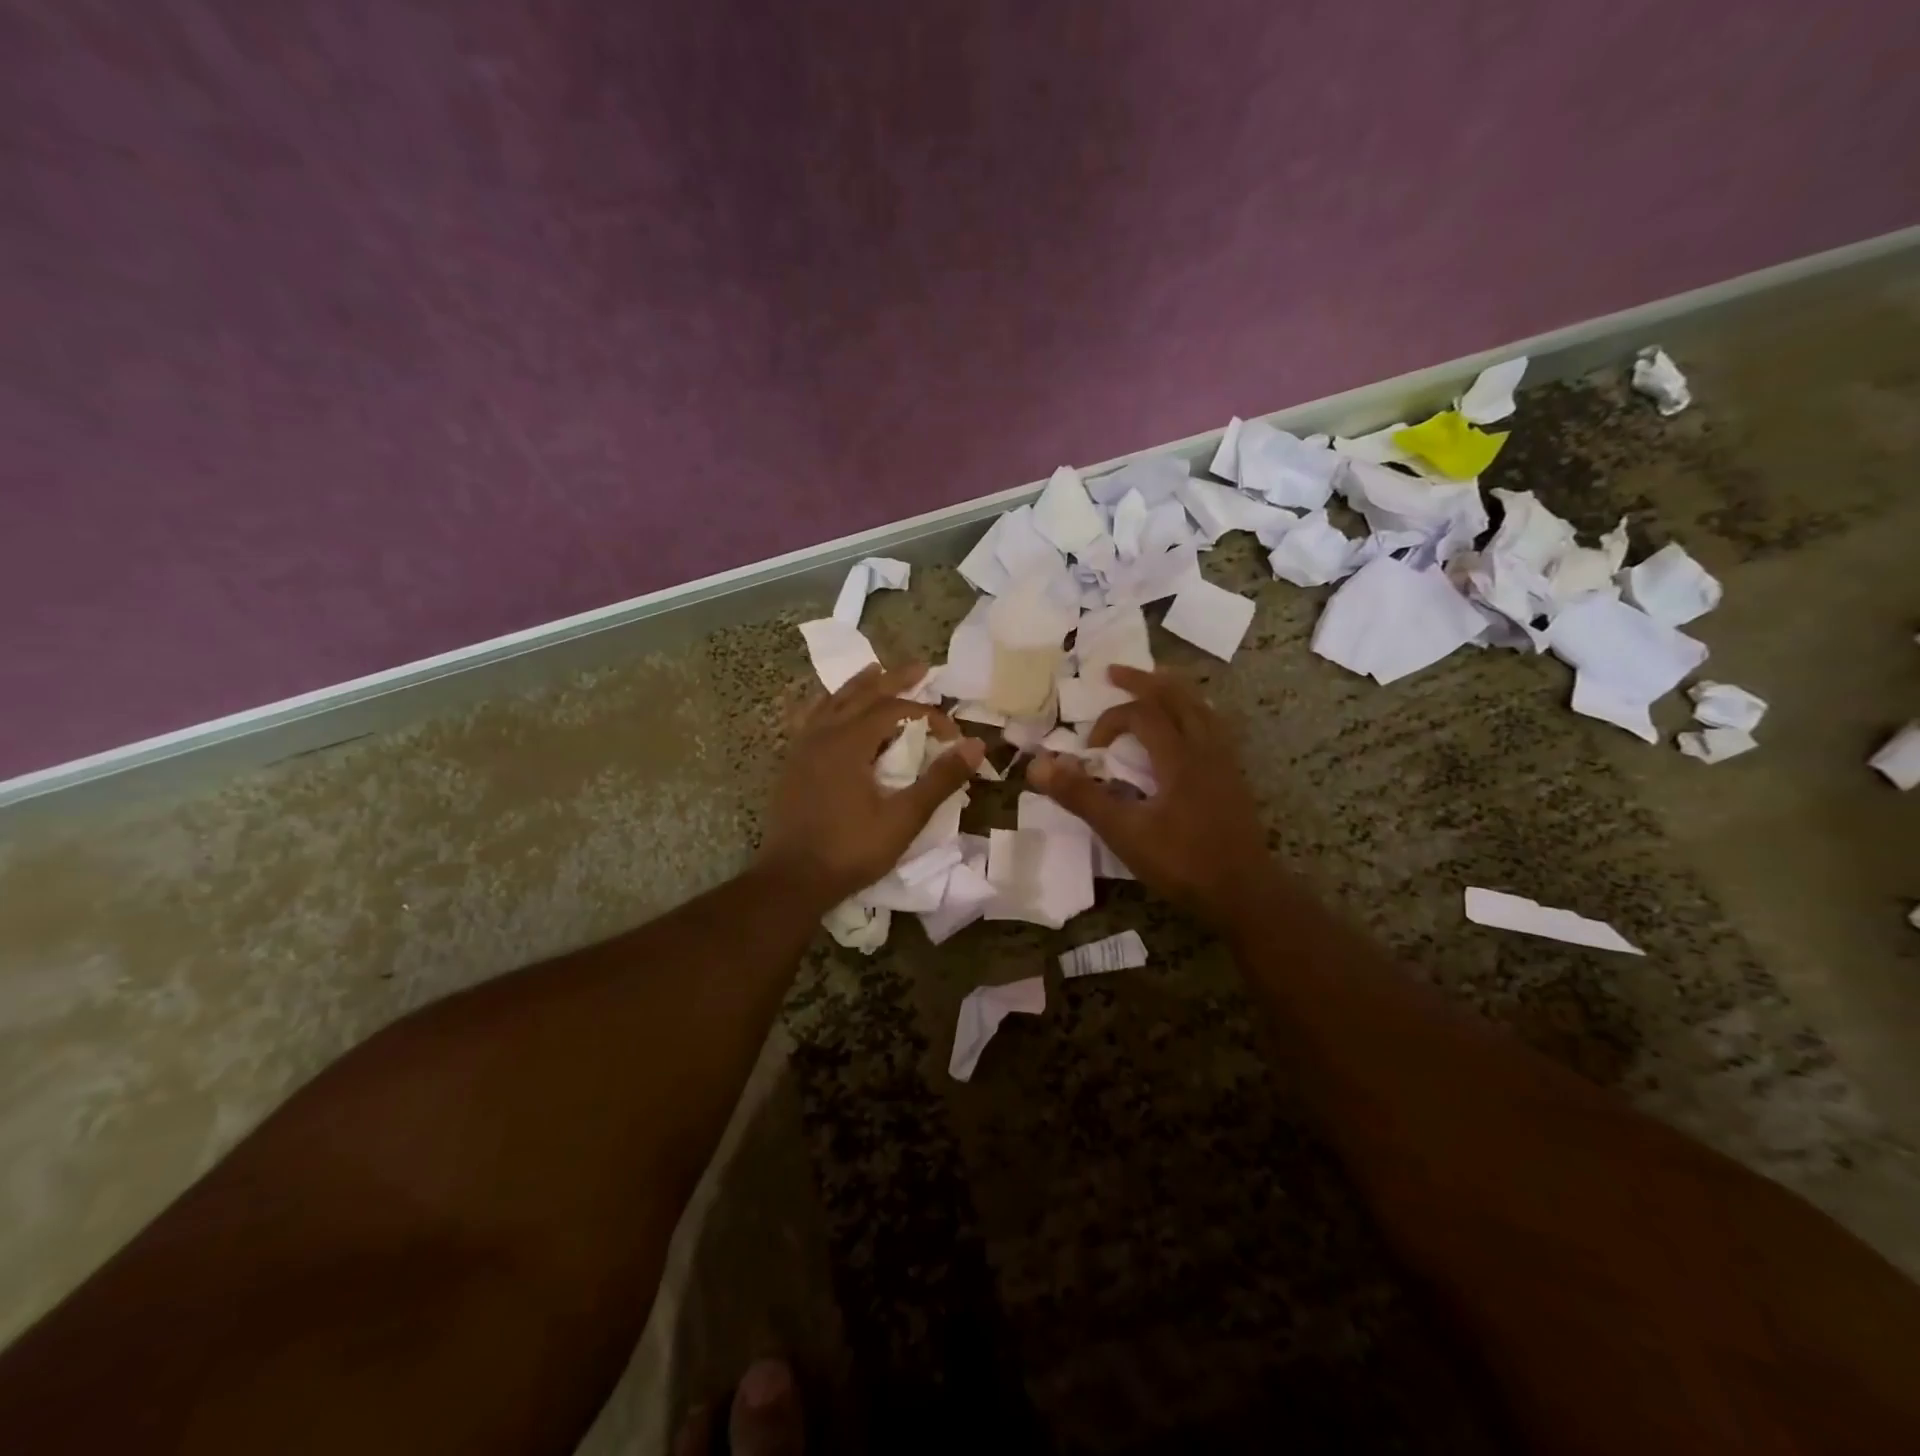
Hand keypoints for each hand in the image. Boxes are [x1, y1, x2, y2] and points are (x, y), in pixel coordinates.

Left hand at [759, 663, 983, 909]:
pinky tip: (828, 708)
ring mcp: (802, 749)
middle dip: (893, 680)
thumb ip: (940, 780)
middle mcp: (823, 735)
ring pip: (832, 703)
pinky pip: (811, 720)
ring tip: (875, 670)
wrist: (792, 880)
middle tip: (920, 667)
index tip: (952, 735)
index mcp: (849, 743)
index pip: (894, 711)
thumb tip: (975, 746)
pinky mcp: (792, 765)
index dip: (927, 715)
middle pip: (862, 695)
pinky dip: (827, 706)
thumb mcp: (904, 818)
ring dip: (859, 686)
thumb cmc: (850, 850)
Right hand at [1027, 666, 1268, 927]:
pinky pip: (1214, 726)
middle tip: (1114, 671)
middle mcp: (1206, 748)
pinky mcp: (1235, 778)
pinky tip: (1188, 728)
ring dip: (1173, 690)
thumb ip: (1081, 797)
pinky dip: (1194, 712)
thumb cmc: (1182, 862)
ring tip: (1155, 682)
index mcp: (1179, 756)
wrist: (1244, 893)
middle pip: (1177, 696)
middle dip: (1143, 680)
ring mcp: (1225, 762)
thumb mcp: (1123, 832)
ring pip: (1201, 708)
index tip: (1090, 748)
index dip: (1110, 721)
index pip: (1142, 714)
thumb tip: (1037, 766)